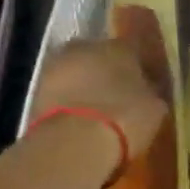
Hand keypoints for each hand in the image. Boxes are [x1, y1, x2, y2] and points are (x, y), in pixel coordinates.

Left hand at [29, 39, 168, 176]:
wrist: (74, 142)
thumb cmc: (125, 118)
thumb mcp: (154, 108)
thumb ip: (150, 93)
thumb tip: (148, 91)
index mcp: (120, 46)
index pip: (133, 50)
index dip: (138, 69)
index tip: (143, 85)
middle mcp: (86, 47)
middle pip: (99, 57)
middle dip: (106, 73)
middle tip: (116, 96)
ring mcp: (56, 66)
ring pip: (76, 73)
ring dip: (83, 87)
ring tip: (95, 113)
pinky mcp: (35, 91)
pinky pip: (60, 94)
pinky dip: (67, 104)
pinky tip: (77, 122)